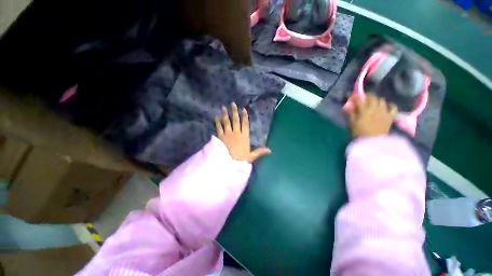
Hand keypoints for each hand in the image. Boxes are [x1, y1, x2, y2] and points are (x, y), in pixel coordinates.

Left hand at [215, 103, 270, 162]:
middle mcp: (236, 133)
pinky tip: (216, 117)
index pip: (245, 124)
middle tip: (233, 104)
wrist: (227, 163)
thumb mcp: (251, 157)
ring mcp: (227, 134)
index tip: (243, 109)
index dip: (244, 116)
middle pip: (235, 120)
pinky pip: (218, 127)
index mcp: (244, 137)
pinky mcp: (220, 137)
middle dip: (234, 112)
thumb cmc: (240, 160)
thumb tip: (270, 150)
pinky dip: (217, 122)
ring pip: (226, 122)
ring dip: (225, 114)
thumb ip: (259, 152)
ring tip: (223, 107)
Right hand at [345, 93, 397, 137]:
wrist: (373, 142)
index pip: (359, 99)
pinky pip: (392, 107)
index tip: (351, 95)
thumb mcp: (351, 123)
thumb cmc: (359, 132)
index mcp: (364, 110)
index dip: (355, 95)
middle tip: (363, 98)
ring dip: (377, 100)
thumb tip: (347, 106)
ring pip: (382, 100)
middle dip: (367, 95)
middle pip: (372, 97)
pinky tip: (386, 106)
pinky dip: (389, 105)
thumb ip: (350, 113)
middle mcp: (375, 108)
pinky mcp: (390, 116)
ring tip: (373, 102)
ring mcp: (384, 111)